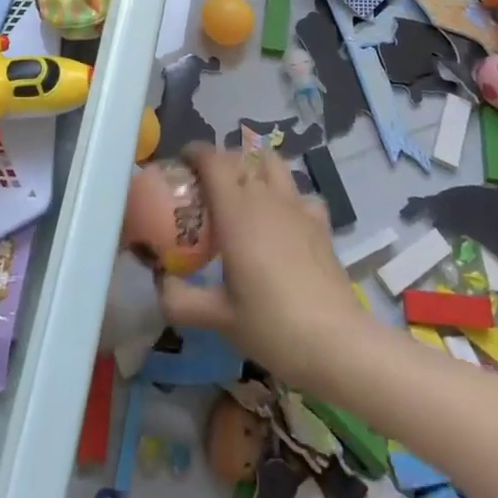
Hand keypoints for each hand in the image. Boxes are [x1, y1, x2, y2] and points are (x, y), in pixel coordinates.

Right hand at [156, 145, 375, 391]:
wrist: (338, 344)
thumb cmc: (272, 325)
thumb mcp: (218, 318)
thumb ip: (180, 299)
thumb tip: (159, 283)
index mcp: (236, 211)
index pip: (213, 160)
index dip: (195, 153)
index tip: (181, 164)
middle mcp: (266, 198)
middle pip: (242, 157)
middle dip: (222, 162)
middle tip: (207, 188)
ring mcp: (298, 207)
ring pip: (274, 165)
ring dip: (256, 169)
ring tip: (244, 196)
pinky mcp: (321, 224)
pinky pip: (300, 194)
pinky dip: (288, 197)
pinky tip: (283, 222)